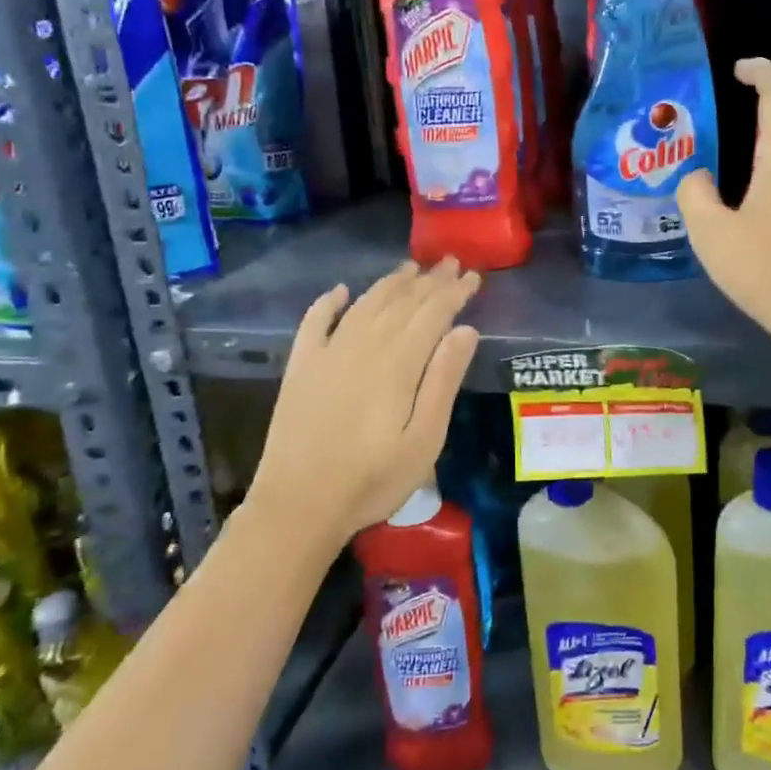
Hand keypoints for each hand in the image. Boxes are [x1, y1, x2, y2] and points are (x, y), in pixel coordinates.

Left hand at [249, 259, 481, 547]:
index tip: (472, 276)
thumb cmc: (373, 480)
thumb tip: (465, 330)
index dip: (454, 292)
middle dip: (428, 281)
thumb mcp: (425, 439)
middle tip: (449, 262)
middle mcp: (362, 346)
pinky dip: (328, 302)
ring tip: (409, 268)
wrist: (297, 507)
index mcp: (397, 363)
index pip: (433, 313)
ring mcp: (327, 354)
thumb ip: (444, 380)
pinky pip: (314, 322)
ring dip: (389, 283)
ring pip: (364, 304)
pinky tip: (340, 291)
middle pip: (401, 302)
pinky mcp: (300, 368)